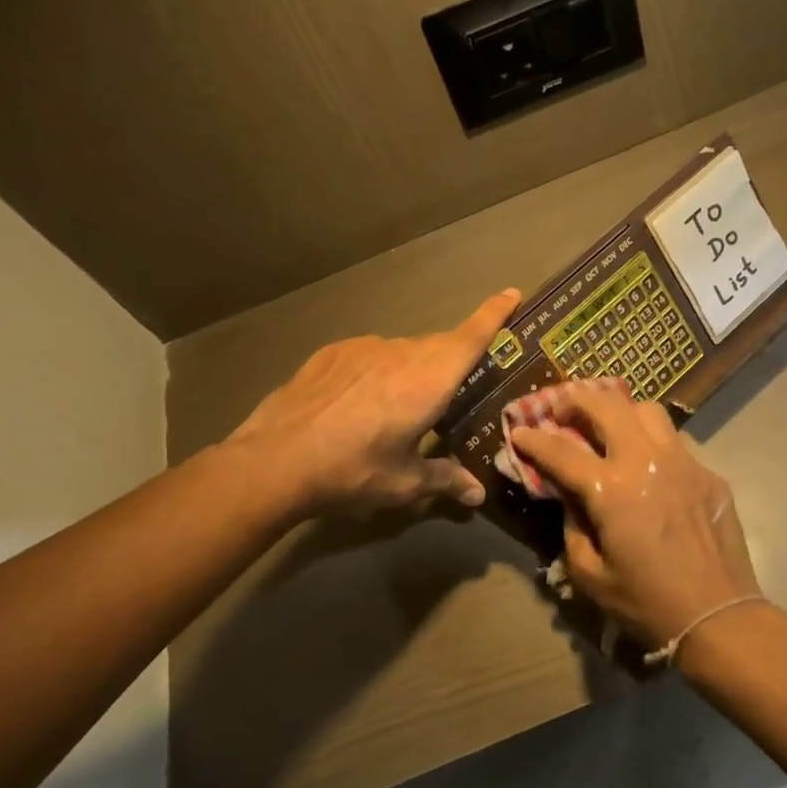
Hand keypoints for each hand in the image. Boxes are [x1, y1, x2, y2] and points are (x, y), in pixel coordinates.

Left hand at [230, 289, 521, 517]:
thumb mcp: (404, 482)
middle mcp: (400, 353)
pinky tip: (356, 403)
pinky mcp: (331, 353)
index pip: (471, 337)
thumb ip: (445, 480)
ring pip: (402, 352)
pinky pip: (369, 356)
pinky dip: (376, 372)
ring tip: (396, 409)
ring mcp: (362, 348)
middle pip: (439, 347)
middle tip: (450, 394)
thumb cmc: (352, 471)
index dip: (495, 314)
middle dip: (451, 364)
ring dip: (411, 371)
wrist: (274, 461)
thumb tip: (477, 494)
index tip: (512, 293)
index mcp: (429, 381)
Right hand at [509, 383, 763, 649]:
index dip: (534, 439)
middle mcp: (646, 461)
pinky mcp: (708, 473)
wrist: (719, 616)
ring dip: (620, 411)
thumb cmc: (647, 603)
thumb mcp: (590, 575)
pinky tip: (647, 464)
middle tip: (561, 408)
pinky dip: (651, 441)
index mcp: (612, 489)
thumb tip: (571, 498)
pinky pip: (675, 441)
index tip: (518, 430)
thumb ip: (572, 527)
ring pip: (647, 410)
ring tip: (607, 426)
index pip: (561, 451)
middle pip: (607, 405)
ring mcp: (683, 462)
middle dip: (576, 399)